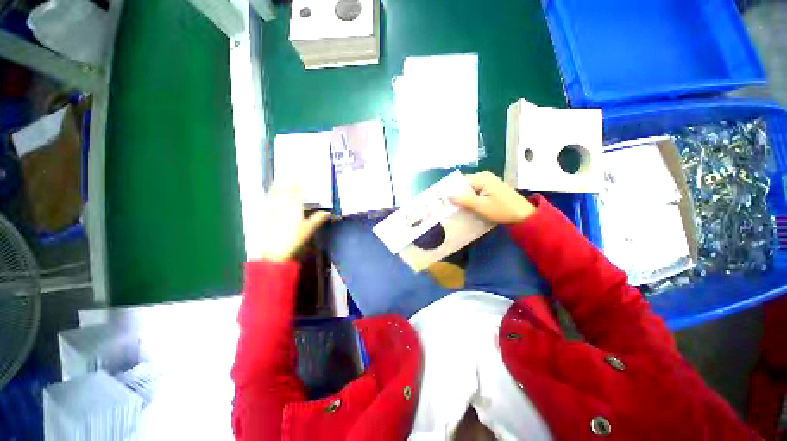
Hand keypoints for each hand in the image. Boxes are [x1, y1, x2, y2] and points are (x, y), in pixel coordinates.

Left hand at [257, 181, 330, 261]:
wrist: (275, 251)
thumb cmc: (295, 239)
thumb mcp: (309, 229)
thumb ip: (319, 219)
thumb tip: (329, 212)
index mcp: (295, 207)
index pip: (296, 191)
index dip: (297, 183)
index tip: (299, 175)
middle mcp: (282, 204)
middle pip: (285, 189)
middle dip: (287, 181)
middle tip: (289, 173)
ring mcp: (272, 209)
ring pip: (275, 193)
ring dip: (277, 185)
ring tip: (279, 178)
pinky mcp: (265, 214)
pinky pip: (268, 200)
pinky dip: (270, 194)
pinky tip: (270, 192)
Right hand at [450, 171, 534, 223]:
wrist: (523, 215)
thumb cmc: (501, 210)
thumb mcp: (480, 206)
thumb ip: (463, 200)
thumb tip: (447, 195)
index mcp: (481, 177)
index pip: (459, 182)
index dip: (451, 191)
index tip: (443, 202)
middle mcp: (484, 176)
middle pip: (464, 185)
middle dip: (457, 195)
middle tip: (448, 207)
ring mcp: (488, 182)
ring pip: (469, 190)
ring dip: (464, 198)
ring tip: (456, 209)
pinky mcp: (491, 188)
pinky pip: (476, 192)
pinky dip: (471, 199)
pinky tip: (468, 207)